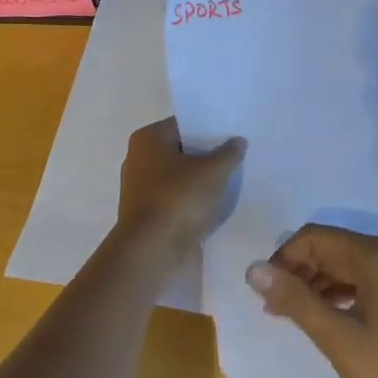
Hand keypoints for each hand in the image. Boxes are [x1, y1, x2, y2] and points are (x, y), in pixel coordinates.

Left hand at [115, 118, 243, 264]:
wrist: (152, 252)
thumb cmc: (178, 199)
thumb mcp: (213, 171)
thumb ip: (228, 153)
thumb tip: (238, 141)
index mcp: (148, 139)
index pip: (184, 124)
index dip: (209, 128)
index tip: (232, 133)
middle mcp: (138, 159)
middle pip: (182, 151)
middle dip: (206, 155)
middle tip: (237, 155)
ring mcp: (141, 189)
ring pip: (179, 177)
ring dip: (201, 180)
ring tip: (231, 179)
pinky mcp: (148, 215)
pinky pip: (176, 199)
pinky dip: (192, 201)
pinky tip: (216, 203)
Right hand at [246, 226, 377, 377]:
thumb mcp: (336, 336)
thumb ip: (294, 299)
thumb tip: (253, 269)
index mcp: (374, 254)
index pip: (315, 237)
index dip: (284, 258)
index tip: (265, 292)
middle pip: (329, 247)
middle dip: (297, 271)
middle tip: (272, 307)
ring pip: (342, 263)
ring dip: (314, 283)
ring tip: (288, 314)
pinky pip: (358, 278)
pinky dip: (335, 292)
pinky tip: (320, 316)